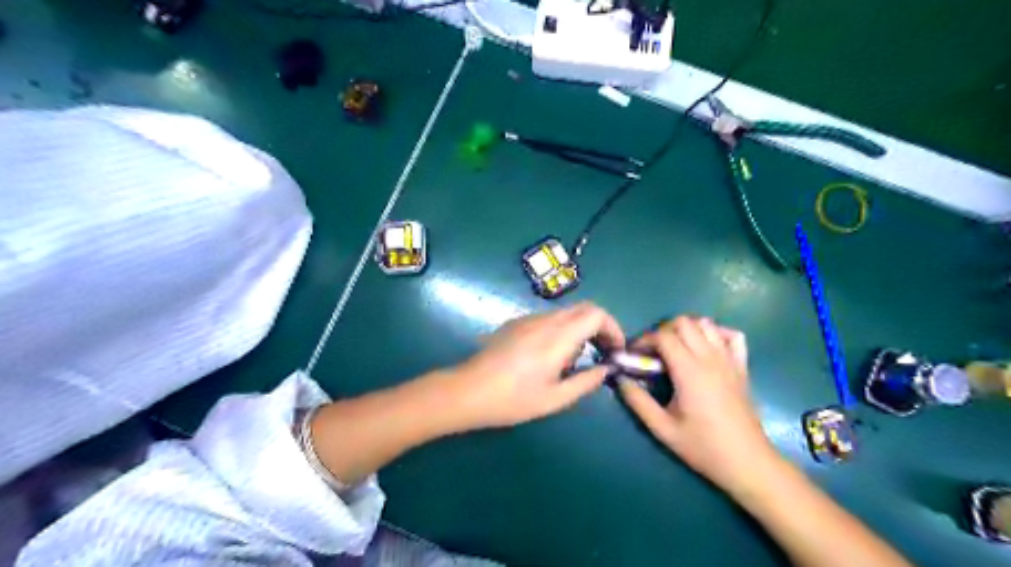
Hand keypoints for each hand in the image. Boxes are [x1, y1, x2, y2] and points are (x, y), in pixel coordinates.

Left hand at [448, 305, 624, 429]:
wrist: (467, 390)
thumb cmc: (512, 400)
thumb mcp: (554, 398)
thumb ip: (585, 382)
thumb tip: (606, 369)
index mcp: (558, 337)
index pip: (596, 314)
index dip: (613, 328)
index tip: (616, 349)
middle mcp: (545, 320)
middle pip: (584, 308)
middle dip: (600, 326)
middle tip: (604, 352)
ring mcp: (528, 319)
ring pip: (566, 312)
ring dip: (581, 328)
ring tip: (578, 359)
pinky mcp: (516, 323)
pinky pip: (549, 318)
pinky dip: (563, 329)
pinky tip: (552, 354)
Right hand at [622, 316, 776, 494]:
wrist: (747, 462)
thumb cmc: (703, 447)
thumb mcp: (662, 428)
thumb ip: (638, 401)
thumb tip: (619, 379)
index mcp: (689, 371)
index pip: (663, 336)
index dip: (644, 340)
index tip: (634, 354)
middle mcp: (709, 358)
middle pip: (683, 322)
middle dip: (663, 331)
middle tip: (653, 352)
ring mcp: (729, 360)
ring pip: (706, 324)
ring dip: (686, 330)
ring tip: (676, 350)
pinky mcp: (742, 367)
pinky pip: (732, 336)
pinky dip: (716, 333)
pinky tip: (706, 348)